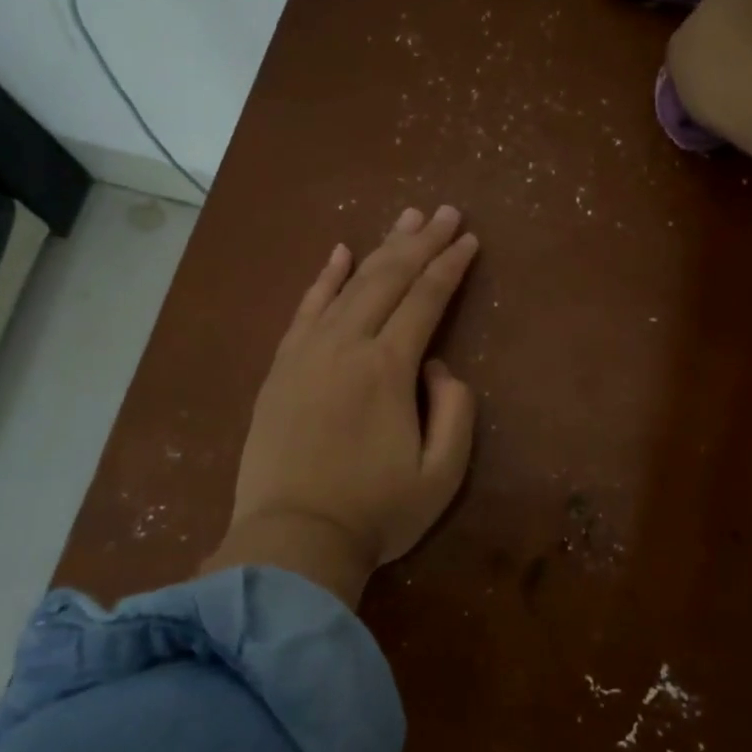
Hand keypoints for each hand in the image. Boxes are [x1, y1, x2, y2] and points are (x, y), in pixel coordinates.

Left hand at [200, 205, 479, 609]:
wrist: (292, 540)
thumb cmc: (376, 512)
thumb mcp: (443, 473)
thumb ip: (455, 410)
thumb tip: (438, 365)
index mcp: (388, 368)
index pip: (426, 300)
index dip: (450, 266)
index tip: (469, 239)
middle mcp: (347, 345)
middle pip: (389, 279)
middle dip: (422, 242)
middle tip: (445, 212)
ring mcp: (307, 353)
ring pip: (349, 285)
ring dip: (380, 249)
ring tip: (405, 219)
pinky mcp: (281, 368)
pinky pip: (305, 309)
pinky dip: (324, 278)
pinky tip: (338, 253)